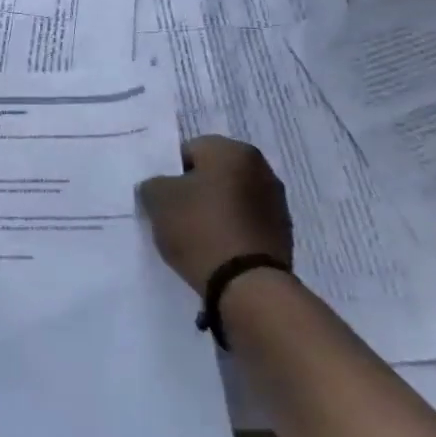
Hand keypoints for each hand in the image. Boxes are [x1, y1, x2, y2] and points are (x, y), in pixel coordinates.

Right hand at [137, 135, 291, 292]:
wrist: (248, 285)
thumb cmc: (200, 229)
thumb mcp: (159, 200)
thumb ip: (153, 184)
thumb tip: (158, 187)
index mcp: (232, 150)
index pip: (190, 150)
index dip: (170, 173)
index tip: (161, 198)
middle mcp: (261, 168)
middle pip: (214, 174)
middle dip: (194, 191)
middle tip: (175, 216)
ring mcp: (276, 202)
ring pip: (231, 199)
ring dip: (215, 211)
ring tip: (196, 238)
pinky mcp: (282, 234)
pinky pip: (245, 224)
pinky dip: (230, 232)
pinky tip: (216, 251)